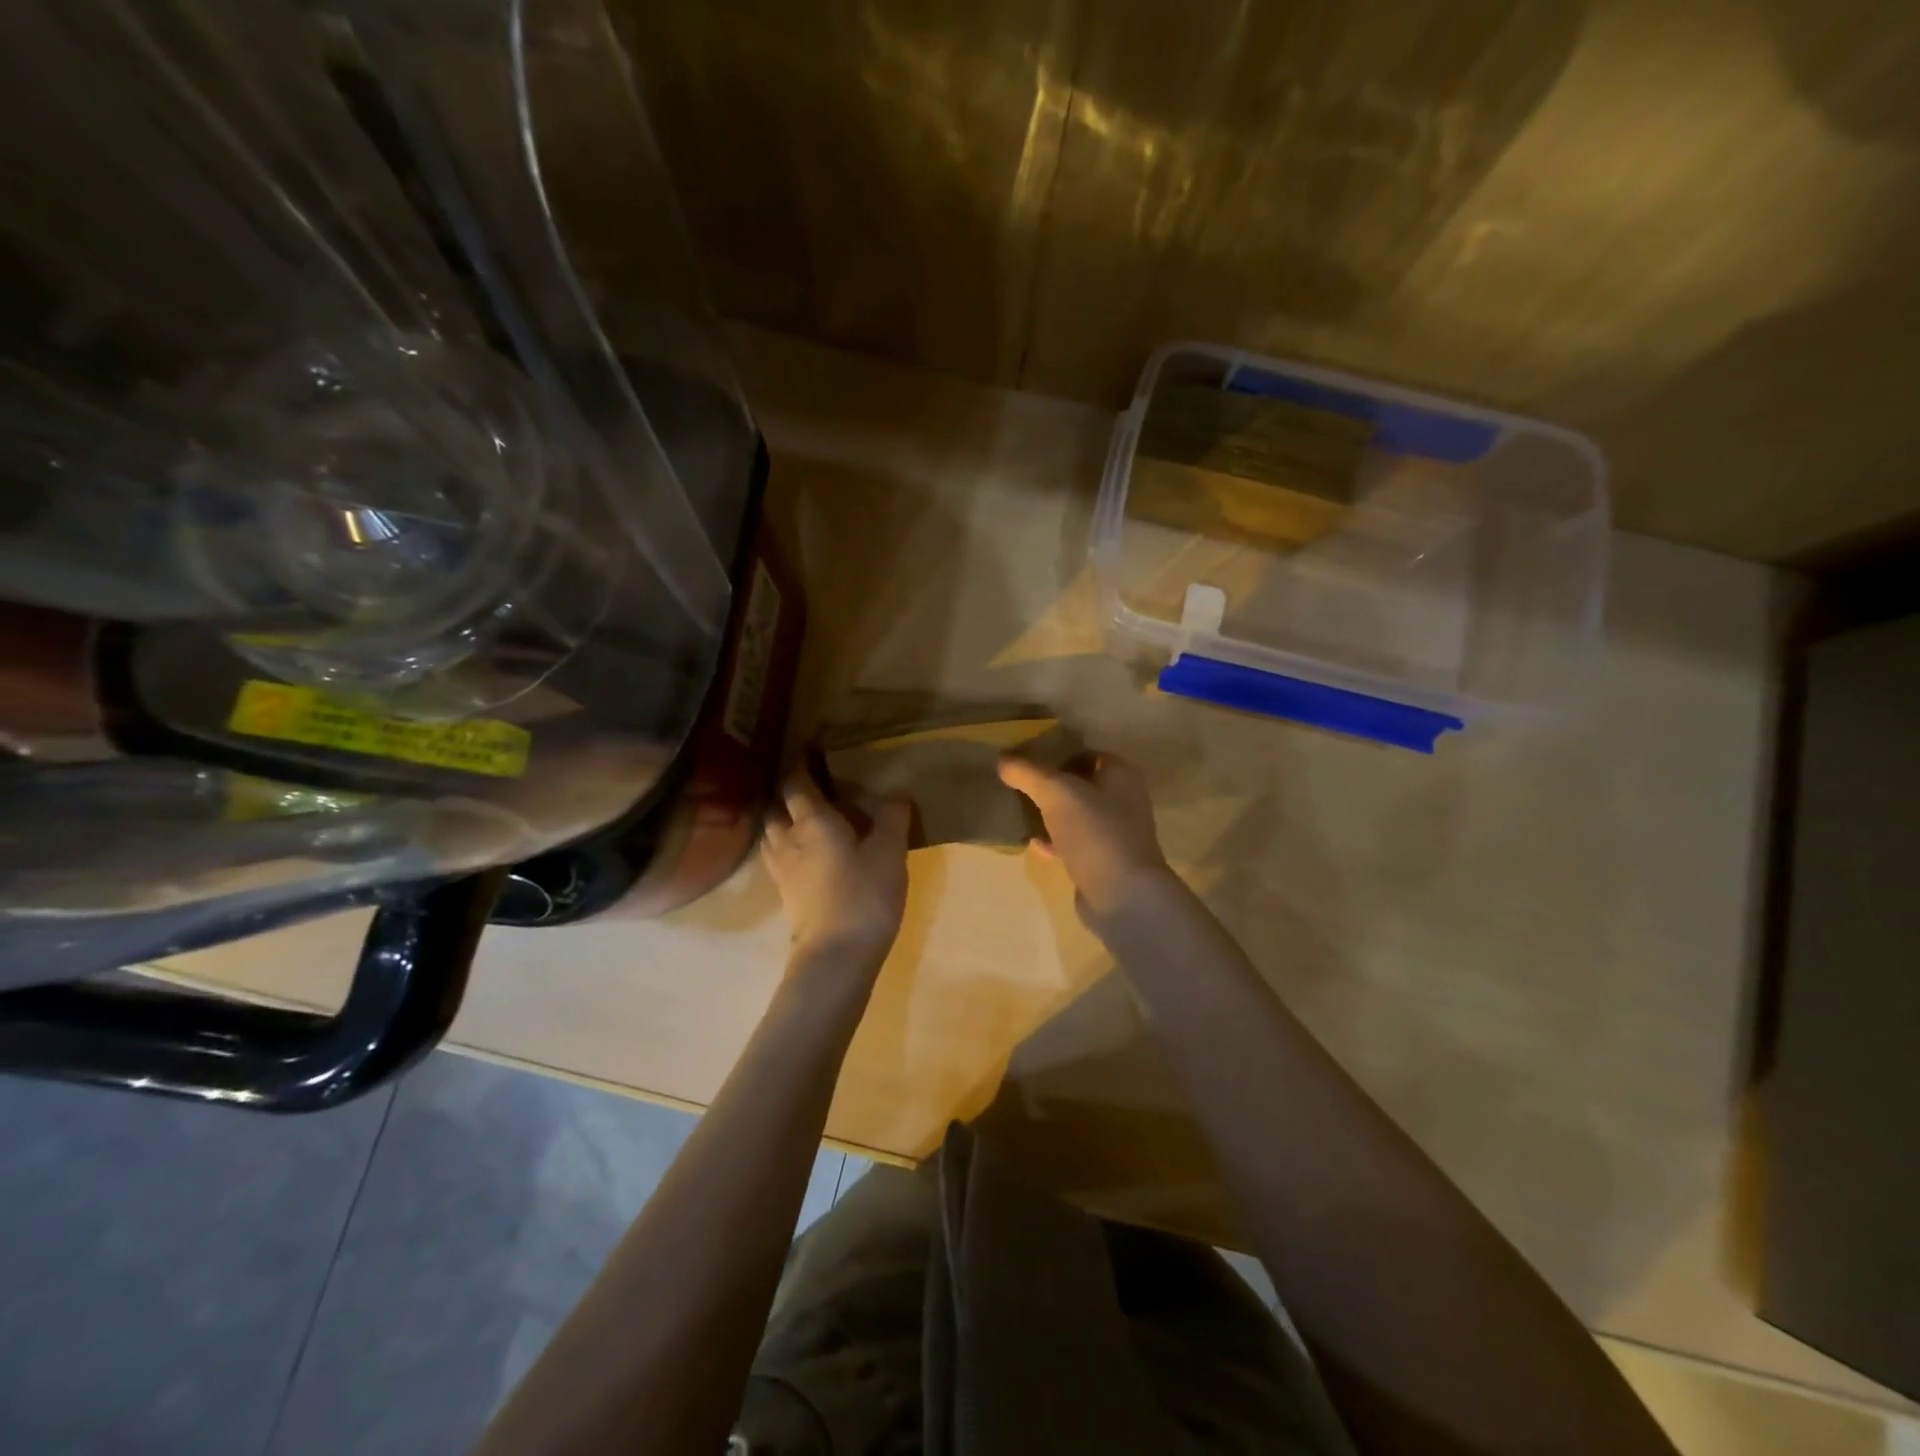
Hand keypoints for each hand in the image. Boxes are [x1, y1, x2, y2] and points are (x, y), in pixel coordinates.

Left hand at [762, 766, 910, 978]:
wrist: (836, 956)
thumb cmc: (864, 895)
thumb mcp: (890, 851)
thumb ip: (892, 817)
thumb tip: (895, 792)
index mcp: (812, 821)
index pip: (796, 782)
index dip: (801, 764)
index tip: (812, 750)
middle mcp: (788, 839)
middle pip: (775, 807)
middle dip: (787, 794)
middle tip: (809, 788)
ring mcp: (781, 869)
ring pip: (771, 833)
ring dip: (782, 820)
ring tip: (804, 818)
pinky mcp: (784, 893)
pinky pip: (777, 857)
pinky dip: (786, 846)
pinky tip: (805, 854)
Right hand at [997, 749, 1172, 919]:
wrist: (1122, 896)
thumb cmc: (1095, 833)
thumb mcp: (1056, 793)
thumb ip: (1028, 772)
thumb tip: (1003, 759)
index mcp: (1120, 774)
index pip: (1083, 753)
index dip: (1054, 753)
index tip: (1022, 760)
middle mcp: (1123, 799)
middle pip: (1078, 784)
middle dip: (1048, 786)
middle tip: (1015, 786)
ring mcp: (1115, 832)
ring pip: (1075, 814)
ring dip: (1049, 814)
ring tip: (1018, 813)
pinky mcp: (1104, 861)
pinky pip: (1074, 842)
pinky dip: (1054, 841)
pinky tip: (1033, 844)